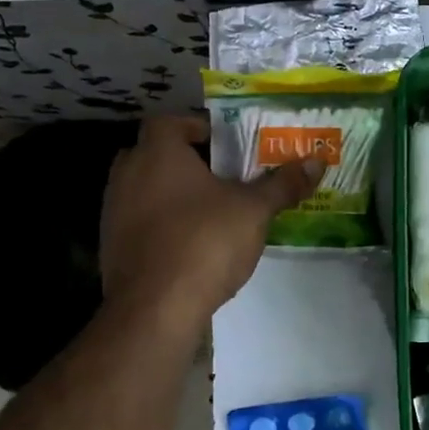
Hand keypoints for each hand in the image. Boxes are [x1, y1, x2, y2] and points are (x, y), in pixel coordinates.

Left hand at [99, 116, 322, 322]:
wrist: (154, 308)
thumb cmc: (205, 242)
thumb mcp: (254, 211)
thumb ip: (283, 184)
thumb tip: (316, 162)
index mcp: (158, 153)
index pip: (170, 122)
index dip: (198, 128)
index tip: (226, 144)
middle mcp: (127, 174)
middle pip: (154, 154)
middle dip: (186, 162)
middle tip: (221, 176)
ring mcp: (113, 211)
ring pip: (145, 190)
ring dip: (173, 195)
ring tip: (211, 211)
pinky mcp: (112, 246)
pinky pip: (140, 222)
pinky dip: (162, 225)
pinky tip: (191, 244)